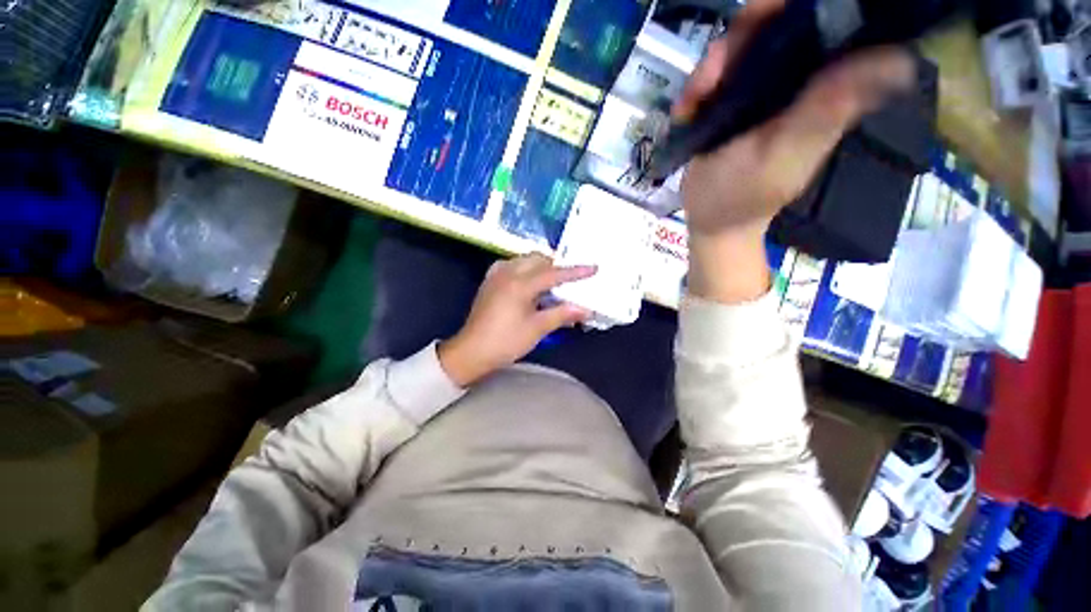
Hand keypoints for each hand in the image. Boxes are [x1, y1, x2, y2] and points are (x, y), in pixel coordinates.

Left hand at [438, 254, 595, 386]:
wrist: (472, 351)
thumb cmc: (506, 342)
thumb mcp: (537, 329)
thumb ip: (562, 314)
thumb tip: (585, 309)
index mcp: (520, 284)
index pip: (553, 273)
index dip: (575, 272)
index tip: (593, 268)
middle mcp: (507, 273)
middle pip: (538, 260)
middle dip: (555, 267)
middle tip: (568, 281)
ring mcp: (496, 275)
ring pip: (524, 260)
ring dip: (540, 266)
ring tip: (551, 283)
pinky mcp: (490, 281)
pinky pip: (512, 265)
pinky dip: (525, 270)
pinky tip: (529, 283)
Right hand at [675, 0, 914, 302]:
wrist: (710, 220)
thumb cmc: (746, 195)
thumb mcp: (786, 155)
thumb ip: (827, 111)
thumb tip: (900, 60)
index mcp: (823, 86)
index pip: (833, 23)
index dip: (806, 7)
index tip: (775, 10)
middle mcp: (795, 78)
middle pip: (779, 23)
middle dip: (746, 32)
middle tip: (716, 69)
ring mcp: (756, 90)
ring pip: (739, 45)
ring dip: (711, 65)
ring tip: (696, 99)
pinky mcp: (725, 104)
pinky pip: (711, 76)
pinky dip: (695, 87)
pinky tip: (687, 110)